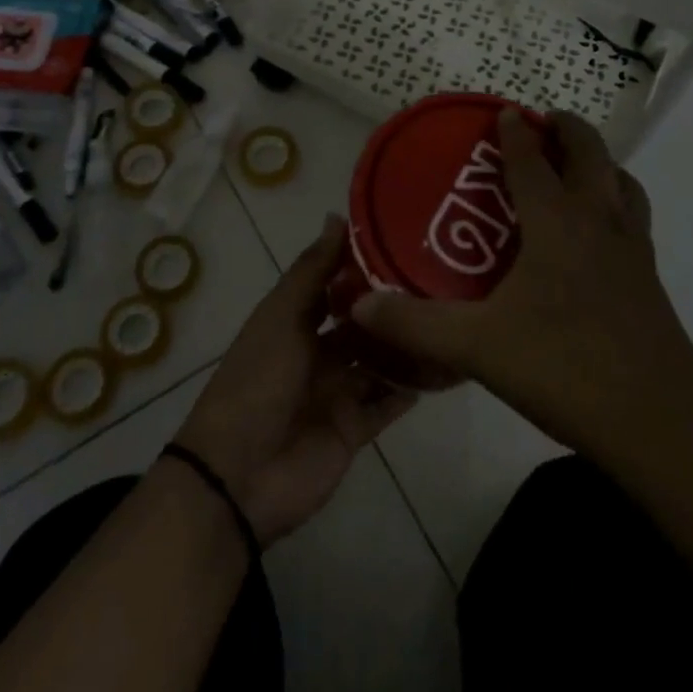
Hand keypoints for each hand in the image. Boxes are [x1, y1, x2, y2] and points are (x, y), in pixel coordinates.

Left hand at [175, 217, 415, 544]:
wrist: (238, 475)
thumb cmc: (257, 380)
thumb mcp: (281, 316)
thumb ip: (312, 270)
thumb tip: (337, 216)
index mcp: (296, 320)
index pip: (337, 284)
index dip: (366, 264)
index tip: (409, 238)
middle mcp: (319, 351)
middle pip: (364, 323)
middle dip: (395, 305)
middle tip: (445, 279)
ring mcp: (338, 390)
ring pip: (381, 360)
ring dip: (408, 344)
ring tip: (453, 317)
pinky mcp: (354, 428)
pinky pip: (388, 403)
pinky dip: (412, 388)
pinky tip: (446, 365)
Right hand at [350, 110, 692, 468]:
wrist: (657, 423)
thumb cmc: (565, 368)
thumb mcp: (478, 347)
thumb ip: (415, 325)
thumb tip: (357, 306)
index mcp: (558, 224)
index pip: (533, 161)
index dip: (516, 133)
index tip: (505, 112)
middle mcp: (599, 222)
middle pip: (591, 154)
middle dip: (568, 129)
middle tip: (544, 123)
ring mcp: (633, 249)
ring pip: (623, 182)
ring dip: (600, 162)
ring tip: (577, 168)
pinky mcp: (651, 278)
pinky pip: (634, 217)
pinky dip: (617, 200)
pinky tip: (598, 235)